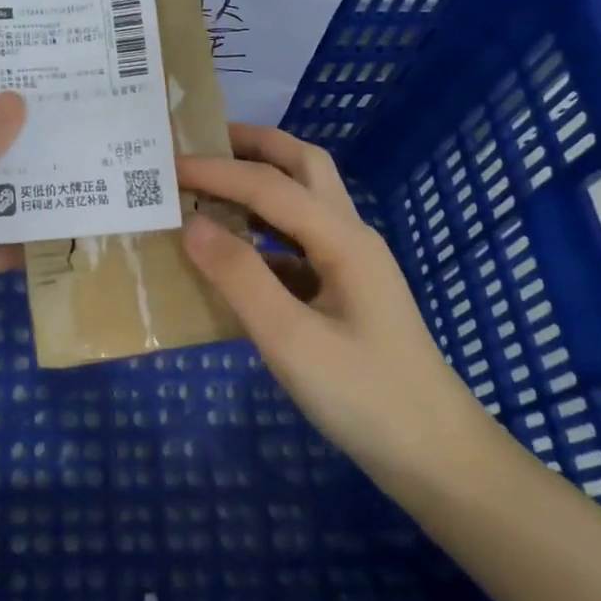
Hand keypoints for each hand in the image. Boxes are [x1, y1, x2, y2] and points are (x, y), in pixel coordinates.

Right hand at [177, 125, 490, 479]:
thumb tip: (192, 224)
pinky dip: (264, 231)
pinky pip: (299, 242)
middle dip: (255, 146)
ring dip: (261, 182)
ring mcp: (351, 265)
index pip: (269, 185)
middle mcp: (350, 237)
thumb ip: (240, 277)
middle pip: (305, 166)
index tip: (165, 166)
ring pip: (305, 201)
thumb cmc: (364, 397)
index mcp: (342, 239)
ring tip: (211, 185)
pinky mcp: (345, 293)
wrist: (435, 457)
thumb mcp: (291, 340)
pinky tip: (233, 254)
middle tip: (203, 143)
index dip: (215, 170)